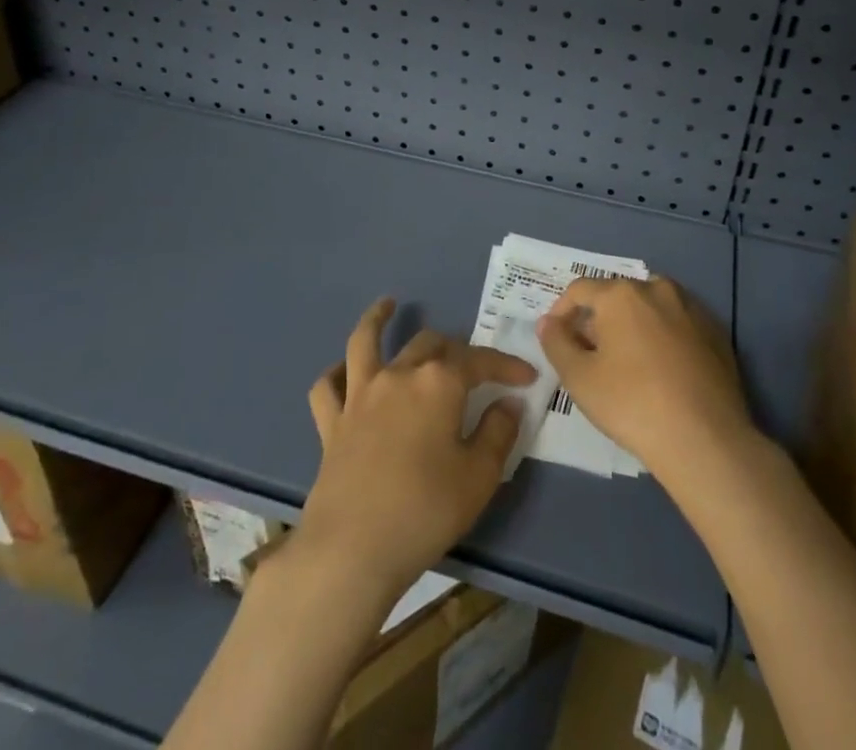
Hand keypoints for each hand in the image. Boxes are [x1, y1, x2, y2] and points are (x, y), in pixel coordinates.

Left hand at [300, 299, 535, 599]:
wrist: (352, 549)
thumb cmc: (425, 511)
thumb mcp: (479, 476)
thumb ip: (498, 432)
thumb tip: (508, 402)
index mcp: (439, 383)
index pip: (480, 361)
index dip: (506, 366)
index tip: (527, 377)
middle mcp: (399, 374)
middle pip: (430, 344)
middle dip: (456, 349)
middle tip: (473, 368)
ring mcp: (360, 395)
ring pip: (367, 342)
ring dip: (378, 320)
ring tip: (388, 305)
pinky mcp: (332, 422)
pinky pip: (328, 387)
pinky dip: (336, 374)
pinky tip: (344, 372)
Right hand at [535, 275, 755, 485]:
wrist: (705, 439)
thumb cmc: (632, 404)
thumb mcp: (580, 378)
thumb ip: (557, 343)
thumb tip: (547, 322)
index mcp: (622, 294)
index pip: (580, 290)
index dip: (562, 311)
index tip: (556, 337)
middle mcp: (657, 289)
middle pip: (617, 295)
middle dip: (599, 319)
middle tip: (590, 353)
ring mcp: (692, 308)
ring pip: (650, 307)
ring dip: (632, 325)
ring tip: (626, 361)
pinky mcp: (716, 332)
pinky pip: (678, 324)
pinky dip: (663, 336)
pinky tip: (661, 370)